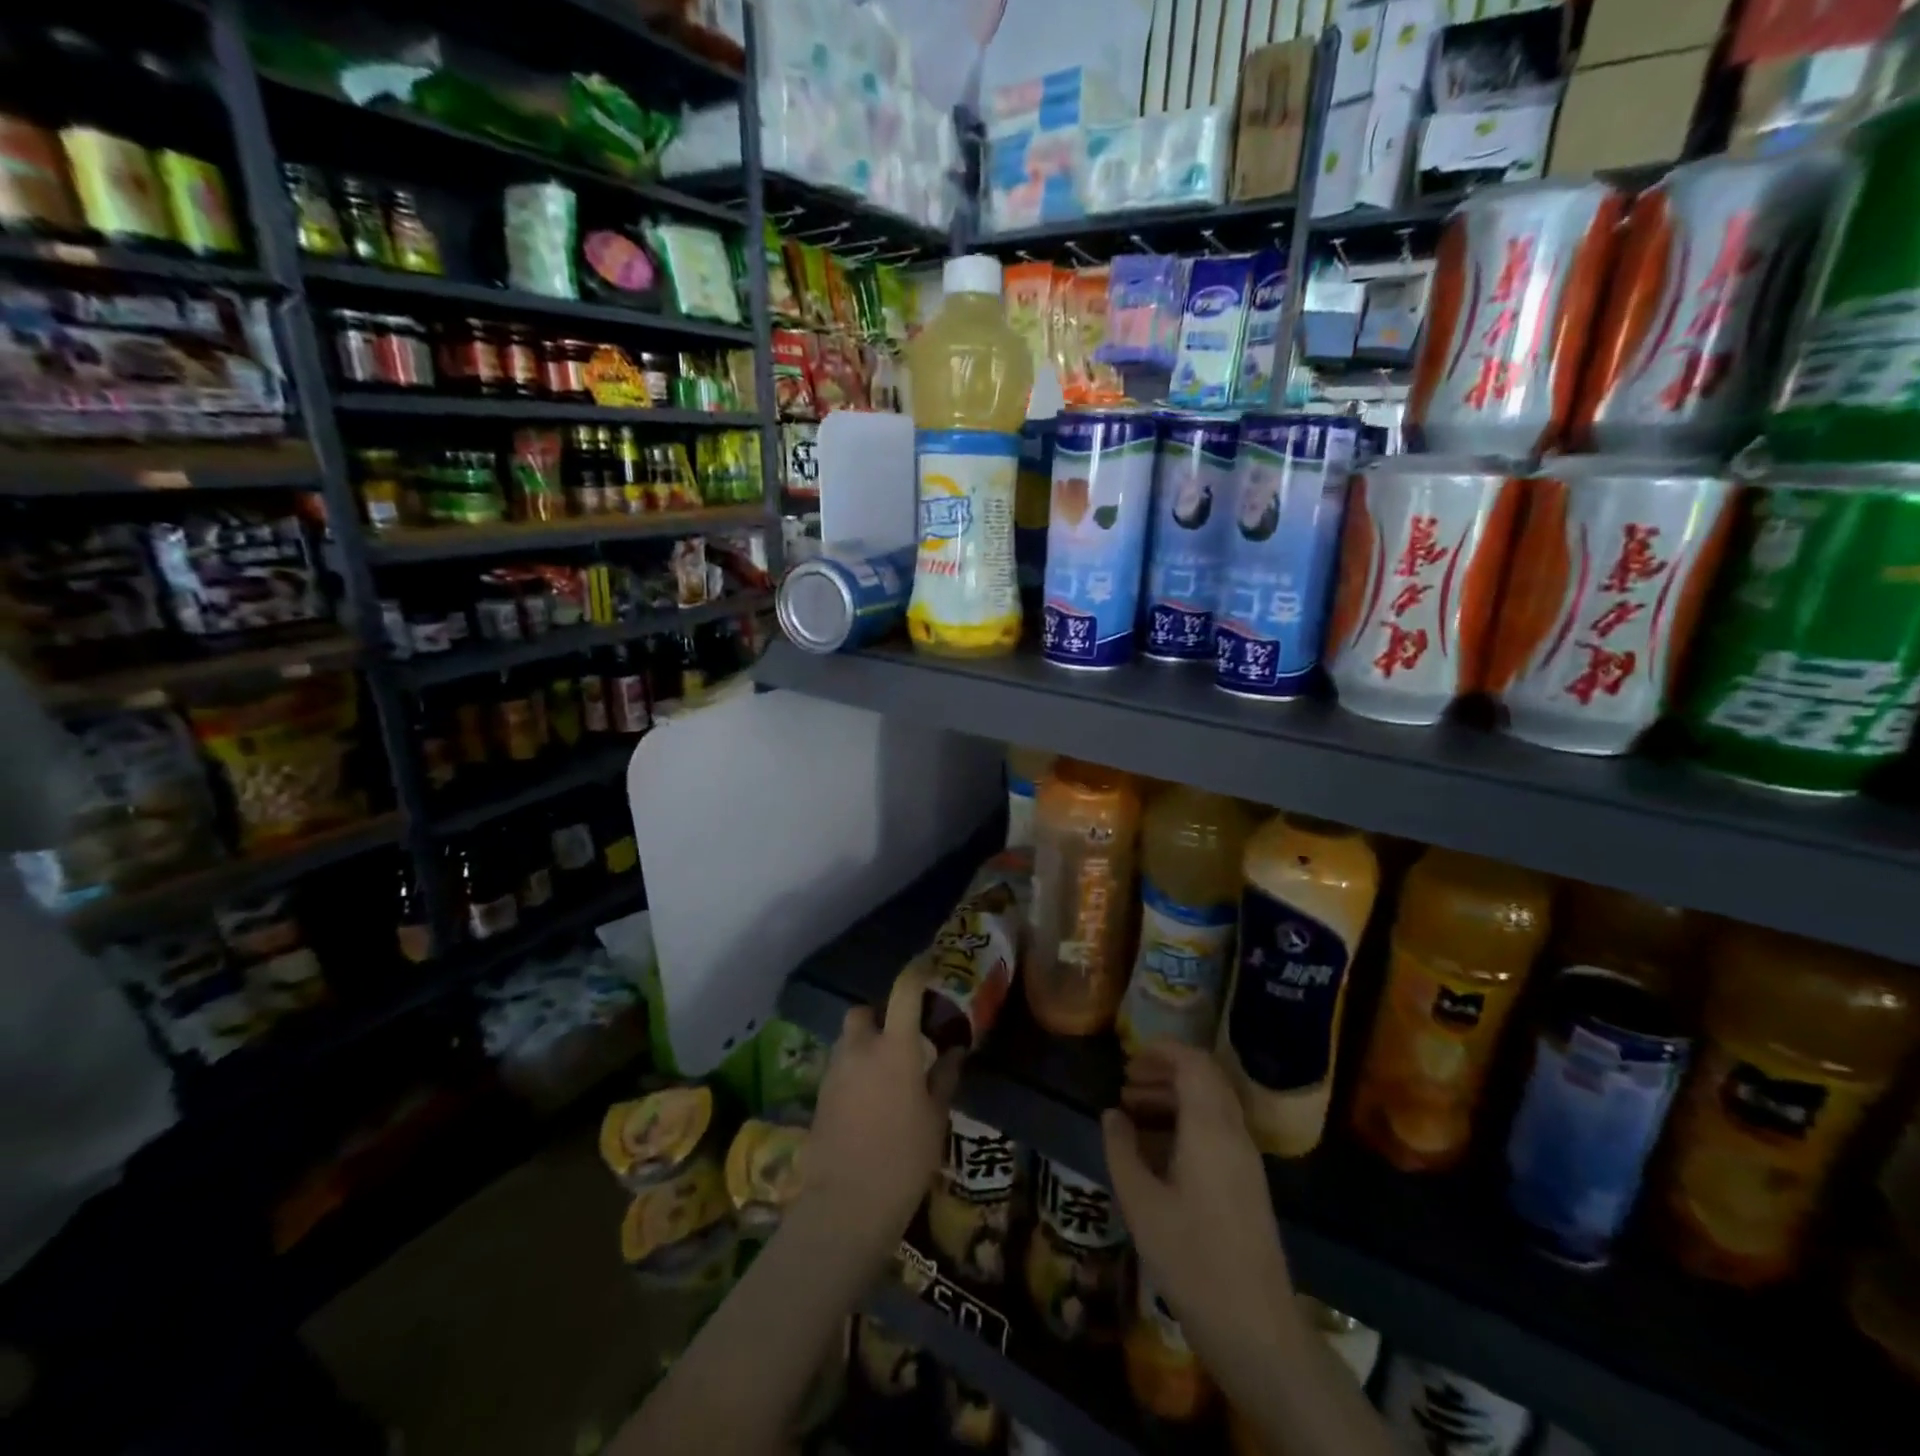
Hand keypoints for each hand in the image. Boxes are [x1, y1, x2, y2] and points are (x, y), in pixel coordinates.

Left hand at [800, 962, 961, 1268]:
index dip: (917, 972)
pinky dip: (853, 1072)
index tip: (928, 966)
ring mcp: (834, 1072)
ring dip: (864, 1045)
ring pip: (847, 1041)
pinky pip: (839, 1069)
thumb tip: (954, 1050)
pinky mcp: (819, 1097)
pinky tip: (868, 1101)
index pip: (904, 991)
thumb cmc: (903, 1158)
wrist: (846, 1204)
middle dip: (879, 1017)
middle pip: (863, 1013)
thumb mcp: (935, 1118)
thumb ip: (943, 1078)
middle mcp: (859, 1049)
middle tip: (900, 1039)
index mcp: (893, 1047)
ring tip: (886, 1074)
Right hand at [1102, 1042, 1300, 1370]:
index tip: (1129, 1055)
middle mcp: (1233, 1134)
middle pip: (1204, 1079)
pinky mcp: (1247, 1184)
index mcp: (1210, 1129)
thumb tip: (1112, 1114)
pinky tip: (1156, 1149)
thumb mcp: (1141, 1203)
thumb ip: (1122, 1150)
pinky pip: (1216, 1131)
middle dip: (1164, 1071)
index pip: (1194, 1063)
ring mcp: (1245, 1160)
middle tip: (1126, 1084)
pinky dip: (1186, 1122)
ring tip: (1133, 1111)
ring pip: (1211, 1105)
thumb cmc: (1192, 1260)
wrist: (1256, 1329)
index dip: (1162, 1050)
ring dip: (1174, 1097)